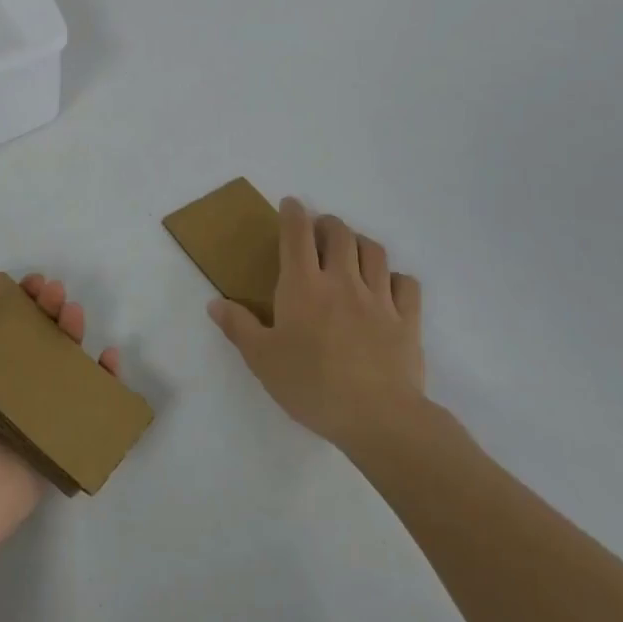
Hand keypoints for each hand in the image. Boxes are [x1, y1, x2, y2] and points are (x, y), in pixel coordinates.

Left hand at [0, 272, 120, 557]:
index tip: (26, 282)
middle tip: (54, 291)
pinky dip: (102, 381)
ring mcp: (27, 413)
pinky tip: (108, 358)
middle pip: (29, 338)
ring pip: (57, 364)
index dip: (11, 300)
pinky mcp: (52, 439)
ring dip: (70, 333)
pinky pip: (83, 405)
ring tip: (74, 312)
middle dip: (44, 310)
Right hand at [207, 197, 424, 453]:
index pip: (297, 235)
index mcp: (303, 286)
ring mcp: (379, 299)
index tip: (291, 203)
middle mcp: (342, 281)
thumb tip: (214, 303)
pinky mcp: (407, 320)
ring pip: (374, 252)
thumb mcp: (262, 359)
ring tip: (352, 251)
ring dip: (360, 243)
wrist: (378, 417)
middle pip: (340, 234)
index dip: (293, 214)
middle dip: (328, 224)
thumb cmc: (311, 385)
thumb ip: (238, 327)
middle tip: (320, 230)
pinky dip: (396, 278)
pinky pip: (407, 285)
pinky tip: (388, 286)